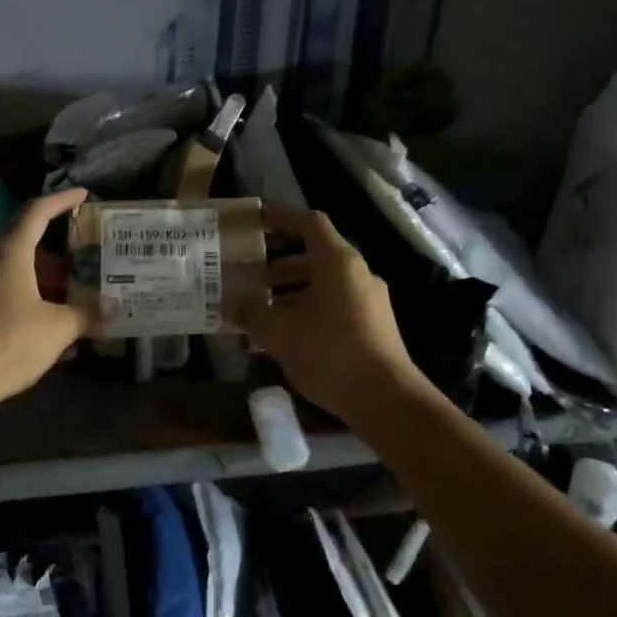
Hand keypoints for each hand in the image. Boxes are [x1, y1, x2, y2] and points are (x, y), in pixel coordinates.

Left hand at [0, 187, 93, 412]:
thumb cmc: (9, 341)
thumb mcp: (58, 328)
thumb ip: (86, 314)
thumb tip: (113, 305)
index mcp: (10, 252)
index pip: (37, 212)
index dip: (61, 200)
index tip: (83, 194)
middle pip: (21, 239)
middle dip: (51, 243)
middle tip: (79, 250)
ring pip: (8, 266)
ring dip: (35, 271)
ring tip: (63, 284)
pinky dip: (20, 291)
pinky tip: (37, 312)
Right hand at [236, 205, 425, 427]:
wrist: (386, 399)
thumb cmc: (330, 354)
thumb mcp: (280, 333)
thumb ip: (252, 314)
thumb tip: (231, 304)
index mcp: (338, 263)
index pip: (310, 223)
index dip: (282, 217)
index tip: (258, 221)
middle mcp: (358, 274)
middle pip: (316, 256)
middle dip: (281, 266)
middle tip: (252, 278)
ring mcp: (370, 300)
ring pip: (326, 284)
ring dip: (294, 291)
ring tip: (264, 311)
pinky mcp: (374, 325)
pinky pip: (336, 305)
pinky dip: (310, 309)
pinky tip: (289, 336)